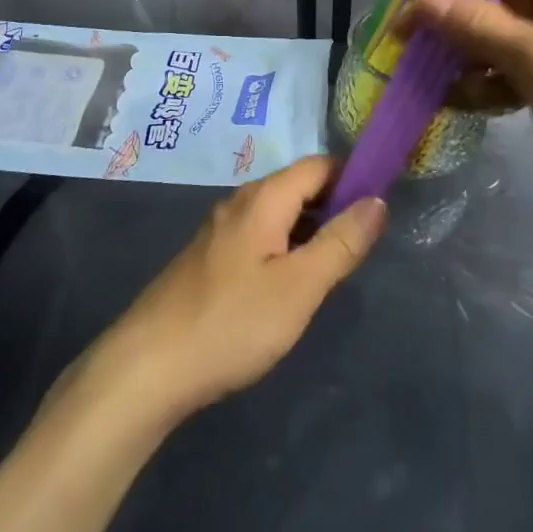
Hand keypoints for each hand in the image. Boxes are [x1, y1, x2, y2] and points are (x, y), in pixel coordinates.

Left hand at [82, 157, 384, 424]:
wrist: (149, 366)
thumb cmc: (232, 322)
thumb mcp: (299, 287)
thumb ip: (341, 242)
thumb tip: (377, 200)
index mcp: (264, 198)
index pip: (318, 165)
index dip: (353, 175)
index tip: (383, 201)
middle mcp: (240, 202)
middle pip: (297, 186)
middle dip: (333, 204)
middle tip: (363, 242)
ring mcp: (219, 230)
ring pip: (277, 213)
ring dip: (308, 228)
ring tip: (333, 264)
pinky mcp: (208, 258)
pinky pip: (258, 234)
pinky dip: (283, 245)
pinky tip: (288, 282)